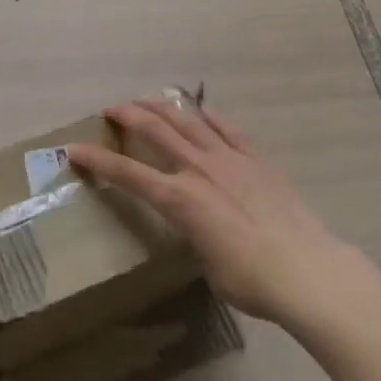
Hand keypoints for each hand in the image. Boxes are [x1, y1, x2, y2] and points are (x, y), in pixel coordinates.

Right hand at [67, 98, 344, 324]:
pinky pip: (228, 129)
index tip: (74, 149)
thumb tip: (198, 229)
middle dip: (128, 115)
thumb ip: (194, 235)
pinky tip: (201, 110)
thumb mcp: (207, 264)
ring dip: (163, 106)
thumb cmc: (250, 280)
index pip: (127, 173)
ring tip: (147, 99)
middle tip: (111, 109)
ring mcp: (229, 159)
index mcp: (178, 199)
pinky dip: (209, 117)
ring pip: (188, 121)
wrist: (306, 270)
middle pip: (155, 130)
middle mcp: (198, 169)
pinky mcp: (256, 160)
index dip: (97, 160)